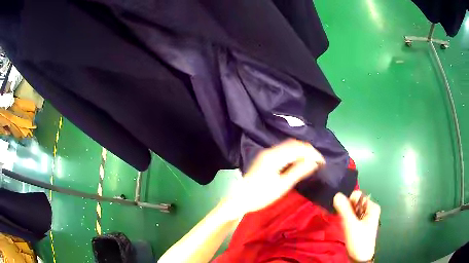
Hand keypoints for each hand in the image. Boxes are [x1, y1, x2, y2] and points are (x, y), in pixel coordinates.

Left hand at [224, 139, 324, 219]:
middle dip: (308, 150)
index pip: (298, 148)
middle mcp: (270, 151)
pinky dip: (294, 153)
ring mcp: (267, 153)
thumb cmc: (261, 196)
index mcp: (274, 157)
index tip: (322, 162)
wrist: (240, 199)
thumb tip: (314, 162)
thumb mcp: (282, 186)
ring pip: (288, 146)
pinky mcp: (265, 158)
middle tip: (318, 161)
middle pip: (293, 144)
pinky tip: (298, 161)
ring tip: (311, 161)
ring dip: (301, 151)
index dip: (312, 153)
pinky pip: (283, 150)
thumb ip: (298, 172)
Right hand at [333, 190, 380, 261]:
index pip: (357, 195)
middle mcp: (370, 210)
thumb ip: (344, 210)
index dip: (348, 201)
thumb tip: (336, 194)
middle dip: (346, 208)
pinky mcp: (360, 224)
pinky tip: (344, 225)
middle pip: (355, 202)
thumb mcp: (351, 225)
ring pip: (352, 210)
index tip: (342, 211)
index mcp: (372, 207)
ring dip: (345, 214)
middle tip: (342, 218)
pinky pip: (352, 216)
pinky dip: (346, 219)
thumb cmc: (359, 241)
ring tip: (342, 223)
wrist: (359, 258)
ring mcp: (365, 217)